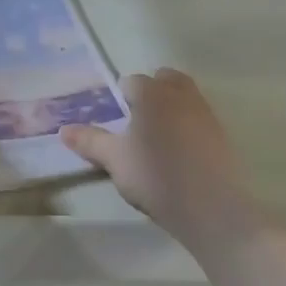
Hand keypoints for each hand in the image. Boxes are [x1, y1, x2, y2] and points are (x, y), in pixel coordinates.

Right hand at [59, 68, 264, 249]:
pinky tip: (181, 154)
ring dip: (171, 108)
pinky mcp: (222, 134)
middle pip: (164, 80)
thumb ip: (90, 141)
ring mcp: (206, 112)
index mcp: (152, 93)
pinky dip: (188, 126)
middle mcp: (181, 94)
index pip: (131, 81)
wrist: (211, 205)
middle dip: (150, 93)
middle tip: (137, 124)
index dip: (120, 99)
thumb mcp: (115, 160)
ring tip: (158, 139)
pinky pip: (199, 118)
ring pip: (185, 97)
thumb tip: (63, 129)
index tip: (115, 123)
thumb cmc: (154, 175)